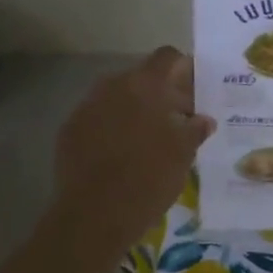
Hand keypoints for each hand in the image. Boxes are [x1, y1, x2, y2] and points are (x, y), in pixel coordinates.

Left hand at [53, 47, 213, 251]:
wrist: (94, 215)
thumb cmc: (148, 179)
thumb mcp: (183, 155)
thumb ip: (194, 130)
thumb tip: (203, 120)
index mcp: (144, 85)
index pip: (167, 58)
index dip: (184, 70)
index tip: (196, 93)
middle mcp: (111, 86)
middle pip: (142, 77)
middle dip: (162, 94)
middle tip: (179, 121)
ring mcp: (86, 107)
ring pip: (118, 98)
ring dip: (136, 111)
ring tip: (151, 140)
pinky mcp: (69, 130)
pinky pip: (98, 119)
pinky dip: (113, 128)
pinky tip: (122, 155)